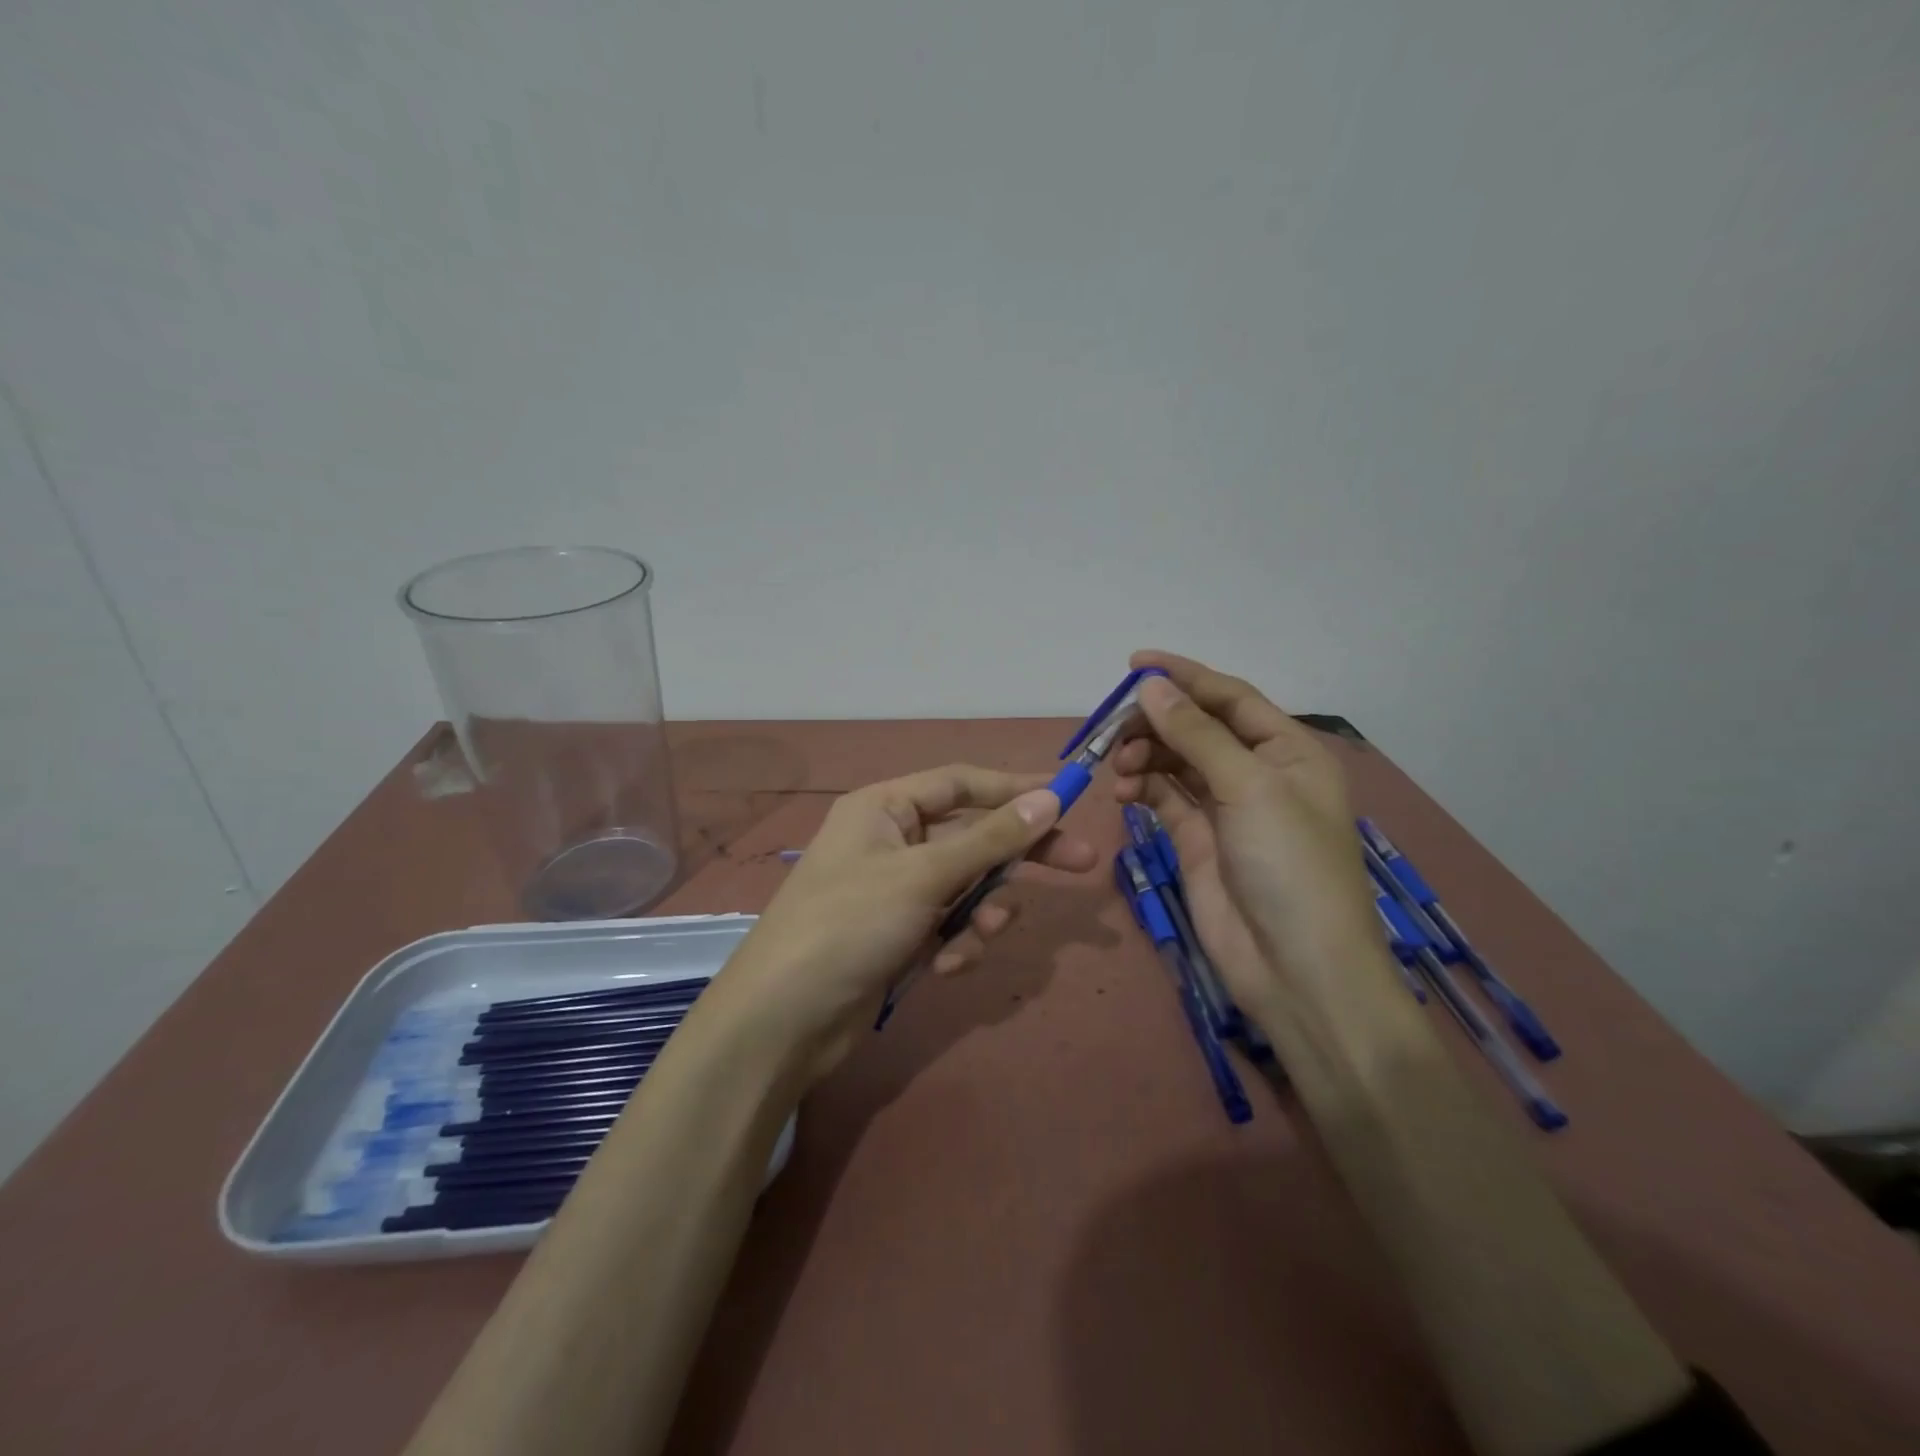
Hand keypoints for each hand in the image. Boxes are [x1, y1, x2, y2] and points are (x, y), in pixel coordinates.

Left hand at [707, 765, 1098, 1083]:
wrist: (784, 1019)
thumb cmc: (850, 924)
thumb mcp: (924, 875)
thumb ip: (990, 839)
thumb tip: (1048, 798)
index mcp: (884, 808)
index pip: (960, 784)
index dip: (1013, 788)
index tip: (1066, 797)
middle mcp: (890, 841)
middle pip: (971, 836)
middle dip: (1018, 856)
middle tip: (1081, 865)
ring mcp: (895, 891)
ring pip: (965, 888)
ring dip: (981, 912)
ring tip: (981, 934)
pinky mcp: (899, 935)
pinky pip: (949, 926)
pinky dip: (955, 944)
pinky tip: (943, 968)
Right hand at [1110, 650, 1383, 1016]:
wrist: (1295, 969)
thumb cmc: (1289, 866)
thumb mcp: (1249, 788)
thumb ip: (1197, 735)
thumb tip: (1151, 687)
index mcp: (1288, 751)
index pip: (1230, 697)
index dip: (1184, 676)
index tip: (1133, 664)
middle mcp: (1257, 773)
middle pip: (1198, 728)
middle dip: (1155, 722)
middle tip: (1111, 726)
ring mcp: (1226, 808)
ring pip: (1176, 762)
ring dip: (1144, 756)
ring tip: (1118, 767)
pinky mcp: (1198, 840)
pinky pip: (1164, 798)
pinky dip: (1142, 788)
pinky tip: (1122, 792)